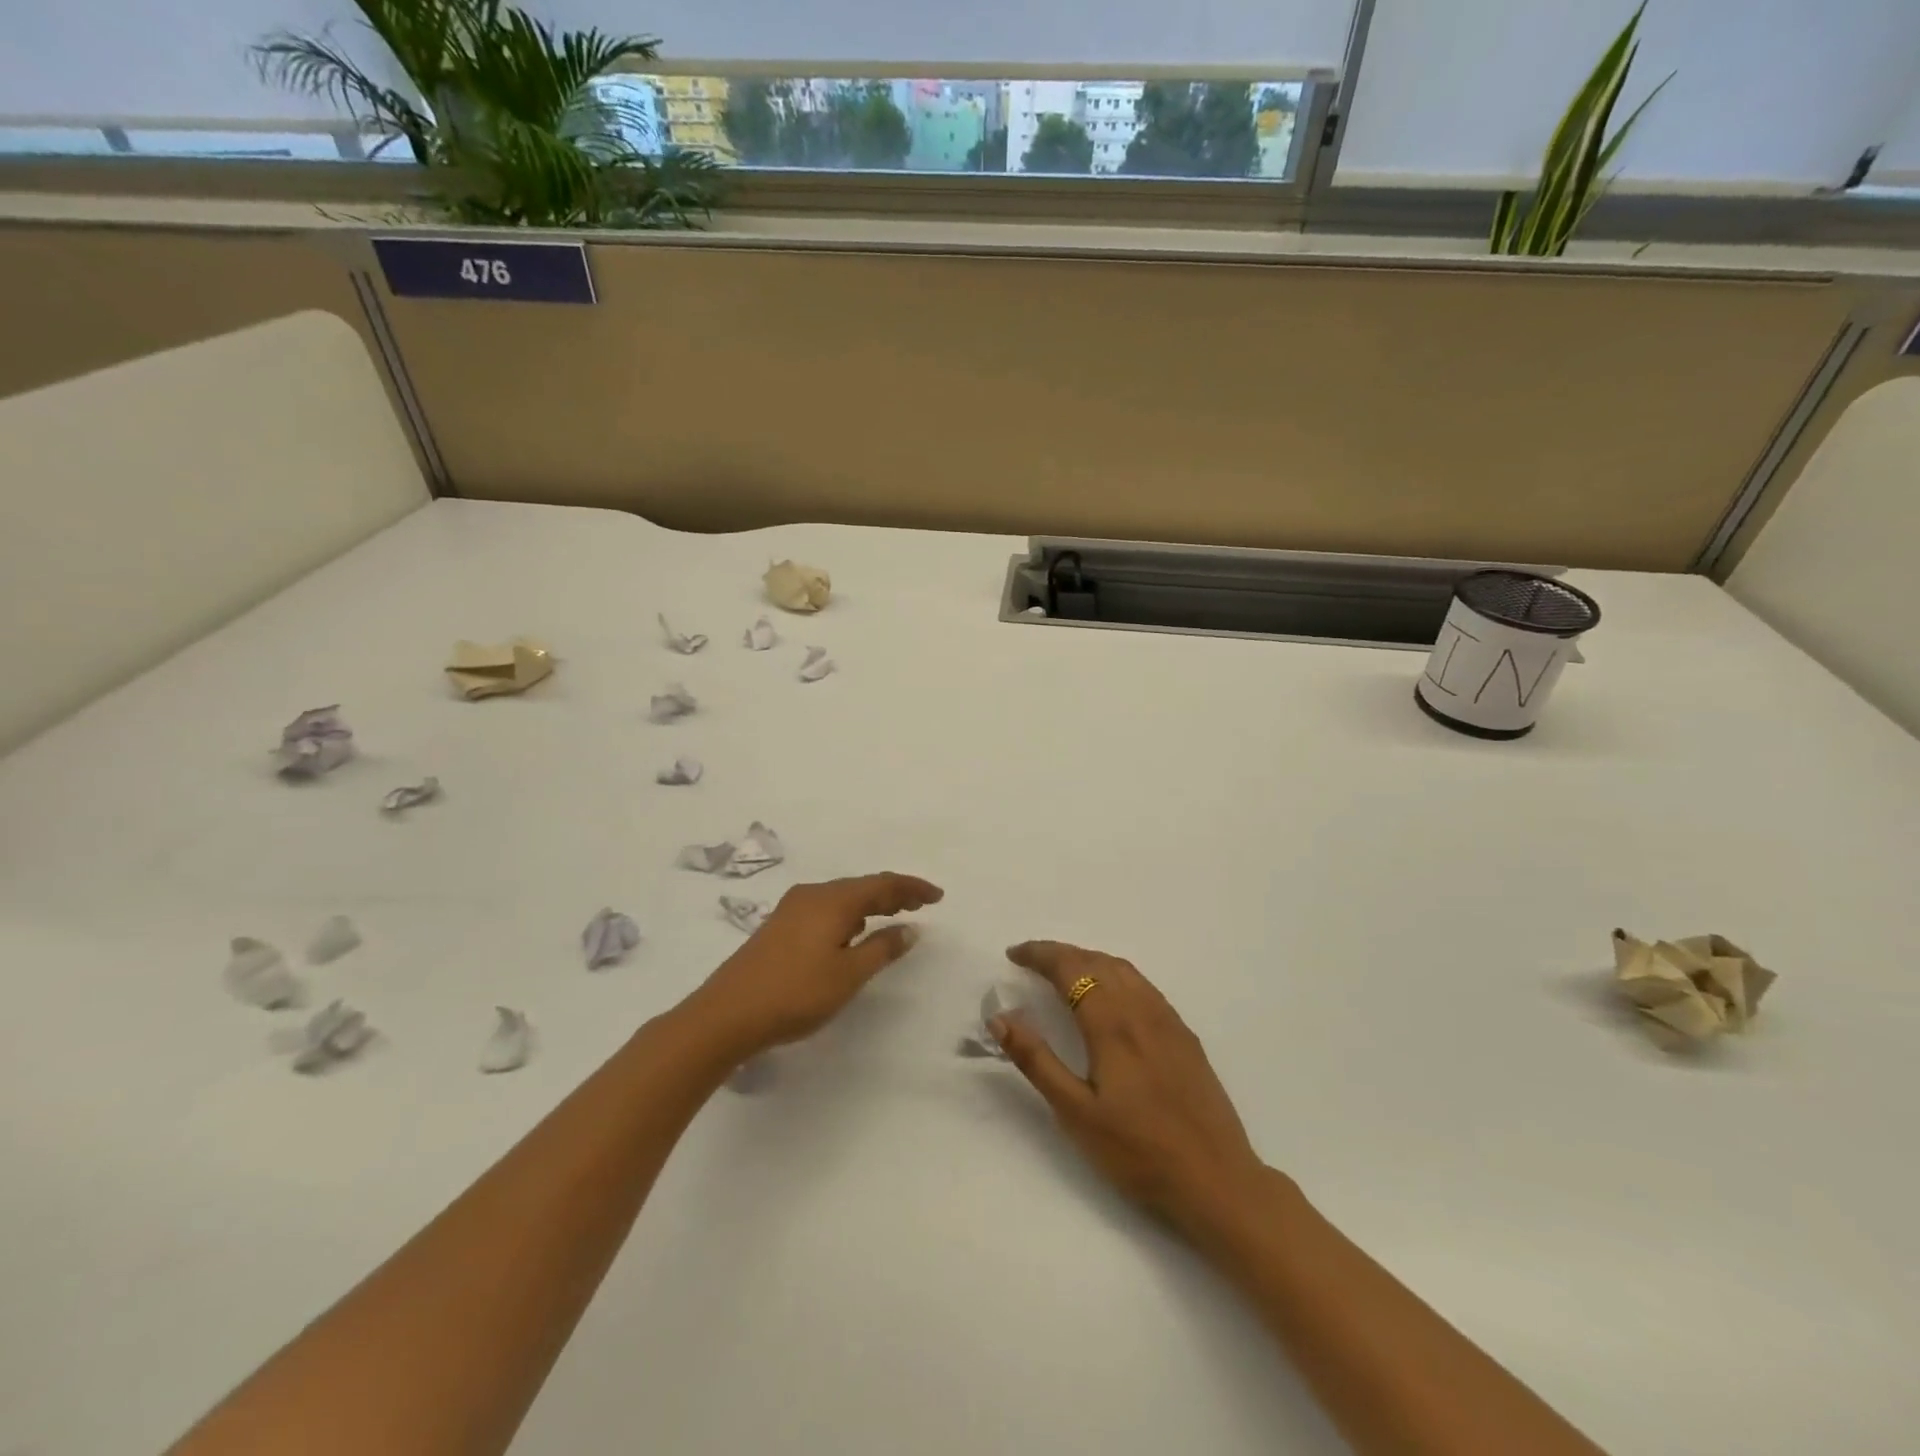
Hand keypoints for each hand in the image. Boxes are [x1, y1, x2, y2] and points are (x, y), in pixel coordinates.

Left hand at [694, 873, 943, 1055]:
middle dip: (893, 893)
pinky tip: (851, 932)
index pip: (882, 884)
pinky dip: (849, 914)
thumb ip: (882, 948)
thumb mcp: (848, 975)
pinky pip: (825, 908)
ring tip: (893, 916)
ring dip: (870, 903)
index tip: (937, 896)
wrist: (726, 1014)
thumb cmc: (795, 994)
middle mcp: (812, 895)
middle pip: (861, 886)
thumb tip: (910, 929)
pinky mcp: (779, 926)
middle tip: (920, 905)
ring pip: (842, 897)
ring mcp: (792, 909)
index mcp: (833, 900)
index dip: (912, 888)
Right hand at [995, 941, 1272, 1243]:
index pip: (1070, 968)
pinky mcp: (1184, 1035)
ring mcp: (1168, 1020)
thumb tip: (1000, 1017)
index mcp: (1111, 1023)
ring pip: (1123, 969)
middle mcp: (1141, 1009)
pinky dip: (1115, 974)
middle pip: (1096, 961)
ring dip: (1089, 960)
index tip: (1013, 954)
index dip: (1039, 955)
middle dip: (1060, 954)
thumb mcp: (1076, 1113)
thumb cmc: (1138, 1152)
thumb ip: (1037, 1060)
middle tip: (1031, 961)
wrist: (1217, 1180)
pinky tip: (1110, 996)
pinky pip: (1143, 985)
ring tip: (1064, 972)